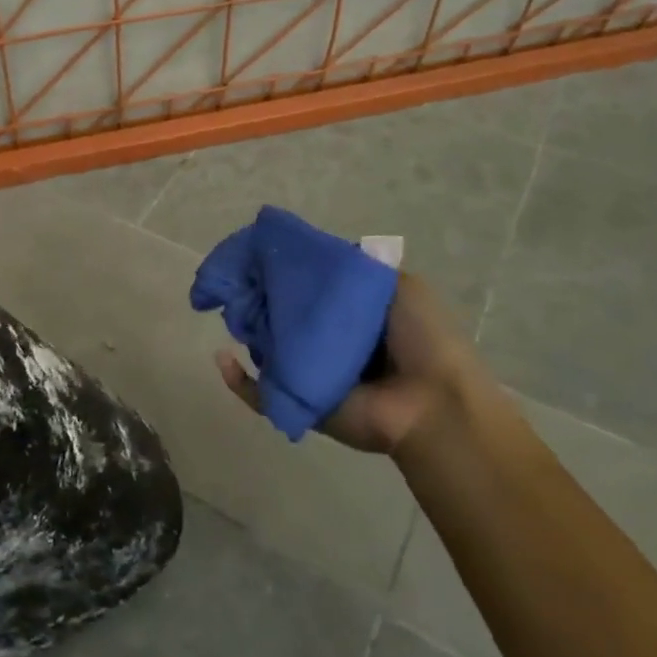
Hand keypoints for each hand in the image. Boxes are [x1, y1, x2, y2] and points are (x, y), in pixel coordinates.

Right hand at [215, 272, 489, 455]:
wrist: (434, 402)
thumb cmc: (421, 337)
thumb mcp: (396, 284)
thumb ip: (354, 266)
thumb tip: (309, 254)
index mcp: (346, 312)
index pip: (301, 286)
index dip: (277, 270)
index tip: (252, 256)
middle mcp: (325, 338)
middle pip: (278, 313)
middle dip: (256, 297)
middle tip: (239, 285)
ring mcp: (310, 370)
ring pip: (265, 346)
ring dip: (247, 330)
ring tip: (235, 315)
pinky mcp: (299, 401)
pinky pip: (259, 392)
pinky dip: (237, 379)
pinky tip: (223, 357)